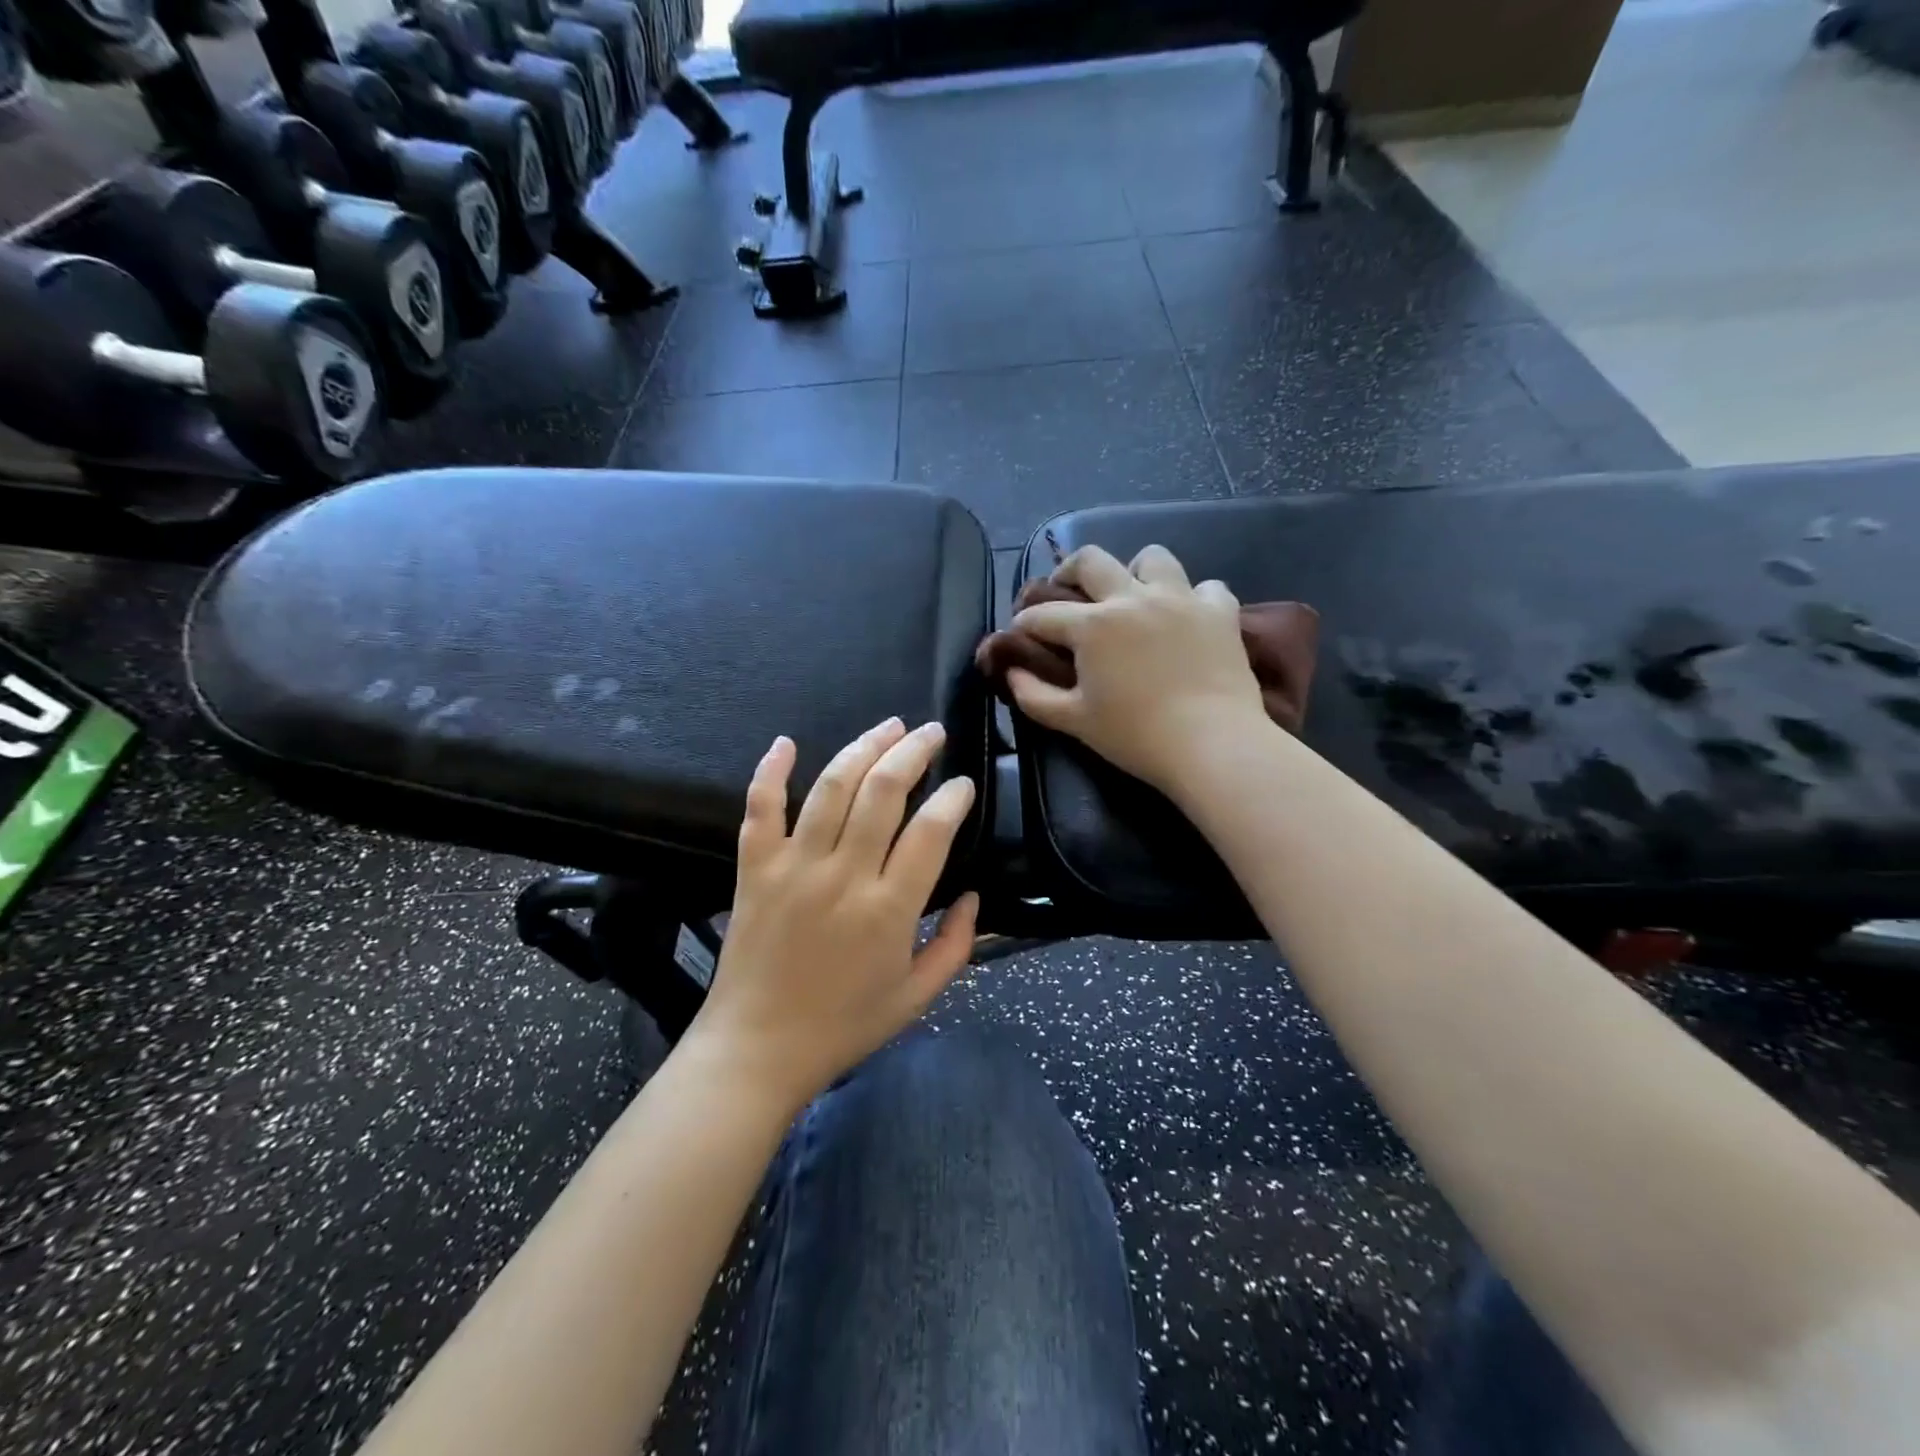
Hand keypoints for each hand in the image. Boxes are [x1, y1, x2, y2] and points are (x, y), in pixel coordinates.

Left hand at [687, 718, 979, 1111]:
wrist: (756, 1049)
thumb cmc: (843, 1026)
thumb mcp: (917, 997)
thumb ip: (957, 945)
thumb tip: (974, 895)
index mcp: (889, 909)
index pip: (931, 830)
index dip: (954, 797)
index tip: (963, 784)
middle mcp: (843, 875)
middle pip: (883, 791)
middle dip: (914, 752)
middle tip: (931, 733)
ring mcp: (793, 866)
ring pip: (831, 787)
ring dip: (863, 747)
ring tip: (889, 727)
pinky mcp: (754, 868)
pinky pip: (760, 808)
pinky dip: (771, 771)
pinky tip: (787, 742)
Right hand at [1007, 544, 1267, 793]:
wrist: (1212, 744)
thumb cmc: (1136, 736)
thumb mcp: (1074, 722)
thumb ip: (1034, 696)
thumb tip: (1012, 674)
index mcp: (1092, 625)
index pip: (1044, 614)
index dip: (1024, 621)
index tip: (1020, 631)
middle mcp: (1132, 598)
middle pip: (1091, 560)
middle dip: (1068, 571)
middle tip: (1066, 591)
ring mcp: (1180, 599)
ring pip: (1152, 558)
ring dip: (1135, 572)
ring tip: (1133, 595)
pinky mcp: (1219, 612)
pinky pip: (1205, 587)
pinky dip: (1192, 598)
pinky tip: (1186, 618)